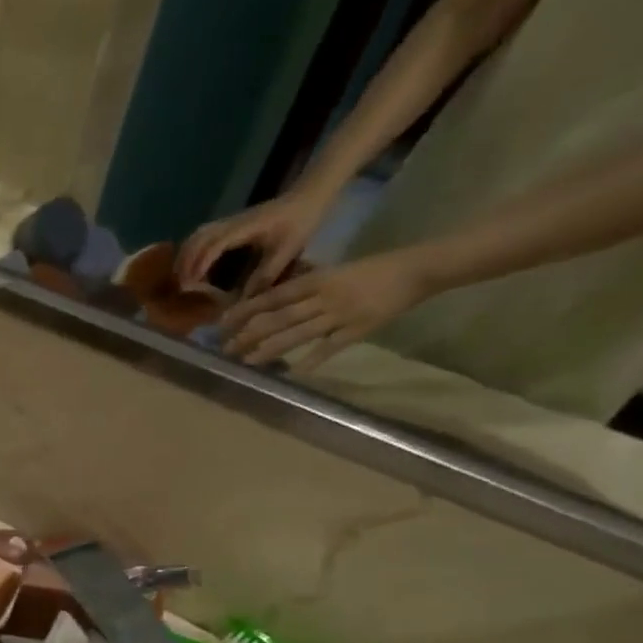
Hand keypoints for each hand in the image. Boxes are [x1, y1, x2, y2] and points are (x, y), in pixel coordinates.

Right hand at [176, 189, 329, 294]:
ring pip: (197, 235)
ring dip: (185, 255)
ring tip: (182, 277)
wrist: (309, 195)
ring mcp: (229, 220)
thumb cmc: (301, 221)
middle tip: (181, 286)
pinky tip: (192, 264)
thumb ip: (267, 274)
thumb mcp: (288, 250)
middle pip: (198, 239)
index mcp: (246, 228)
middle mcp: (232, 222)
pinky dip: (191, 249)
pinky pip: (202, 235)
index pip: (215, 244)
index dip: (200, 264)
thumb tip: (245, 300)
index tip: (192, 284)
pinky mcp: (229, 222)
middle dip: (185, 262)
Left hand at [220, 250, 431, 372]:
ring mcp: (341, 314)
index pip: (274, 296)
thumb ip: (306, 288)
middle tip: (226, 348)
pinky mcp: (359, 329)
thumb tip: (271, 302)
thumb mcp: (334, 272)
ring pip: (298, 333)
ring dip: (269, 349)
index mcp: (319, 280)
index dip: (247, 310)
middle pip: (279, 317)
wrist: (418, 269)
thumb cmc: (372, 270)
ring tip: (246, 361)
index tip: (224, 322)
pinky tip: (293, 373)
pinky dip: (311, 360)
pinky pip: (330, 347)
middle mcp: (325, 297)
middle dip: (250, 334)